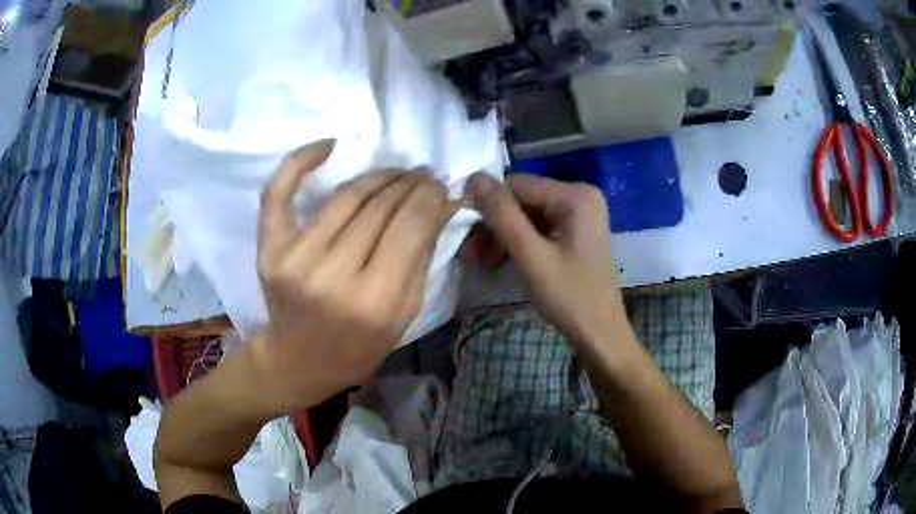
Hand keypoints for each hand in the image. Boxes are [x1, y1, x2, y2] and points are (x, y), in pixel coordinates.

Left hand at [251, 141, 455, 412]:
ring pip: (345, 196)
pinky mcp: (269, 249)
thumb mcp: (403, 314)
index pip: (410, 226)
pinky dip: (300, 161)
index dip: (429, 196)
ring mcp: (294, 258)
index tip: (439, 184)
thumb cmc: (357, 347)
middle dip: (409, 183)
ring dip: (377, 175)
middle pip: (379, 207)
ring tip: (396, 171)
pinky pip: (279, 192)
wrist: (299, 360)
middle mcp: (331, 276)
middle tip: (423, 174)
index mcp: (374, 301)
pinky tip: (328, 145)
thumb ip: (422, 256)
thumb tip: (442, 202)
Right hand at [465, 172, 627, 346]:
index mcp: (575, 195)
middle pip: (522, 199)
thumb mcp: (530, 255)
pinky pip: (538, 228)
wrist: (599, 333)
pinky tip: (501, 261)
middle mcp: (580, 195)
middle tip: (472, 255)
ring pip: (526, 215)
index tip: (465, 234)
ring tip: (484, 263)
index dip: (487, 204)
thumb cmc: (568, 296)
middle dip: (495, 226)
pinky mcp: (575, 231)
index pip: (517, 184)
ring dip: (502, 237)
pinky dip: (518, 243)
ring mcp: (579, 214)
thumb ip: (502, 214)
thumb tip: (473, 177)